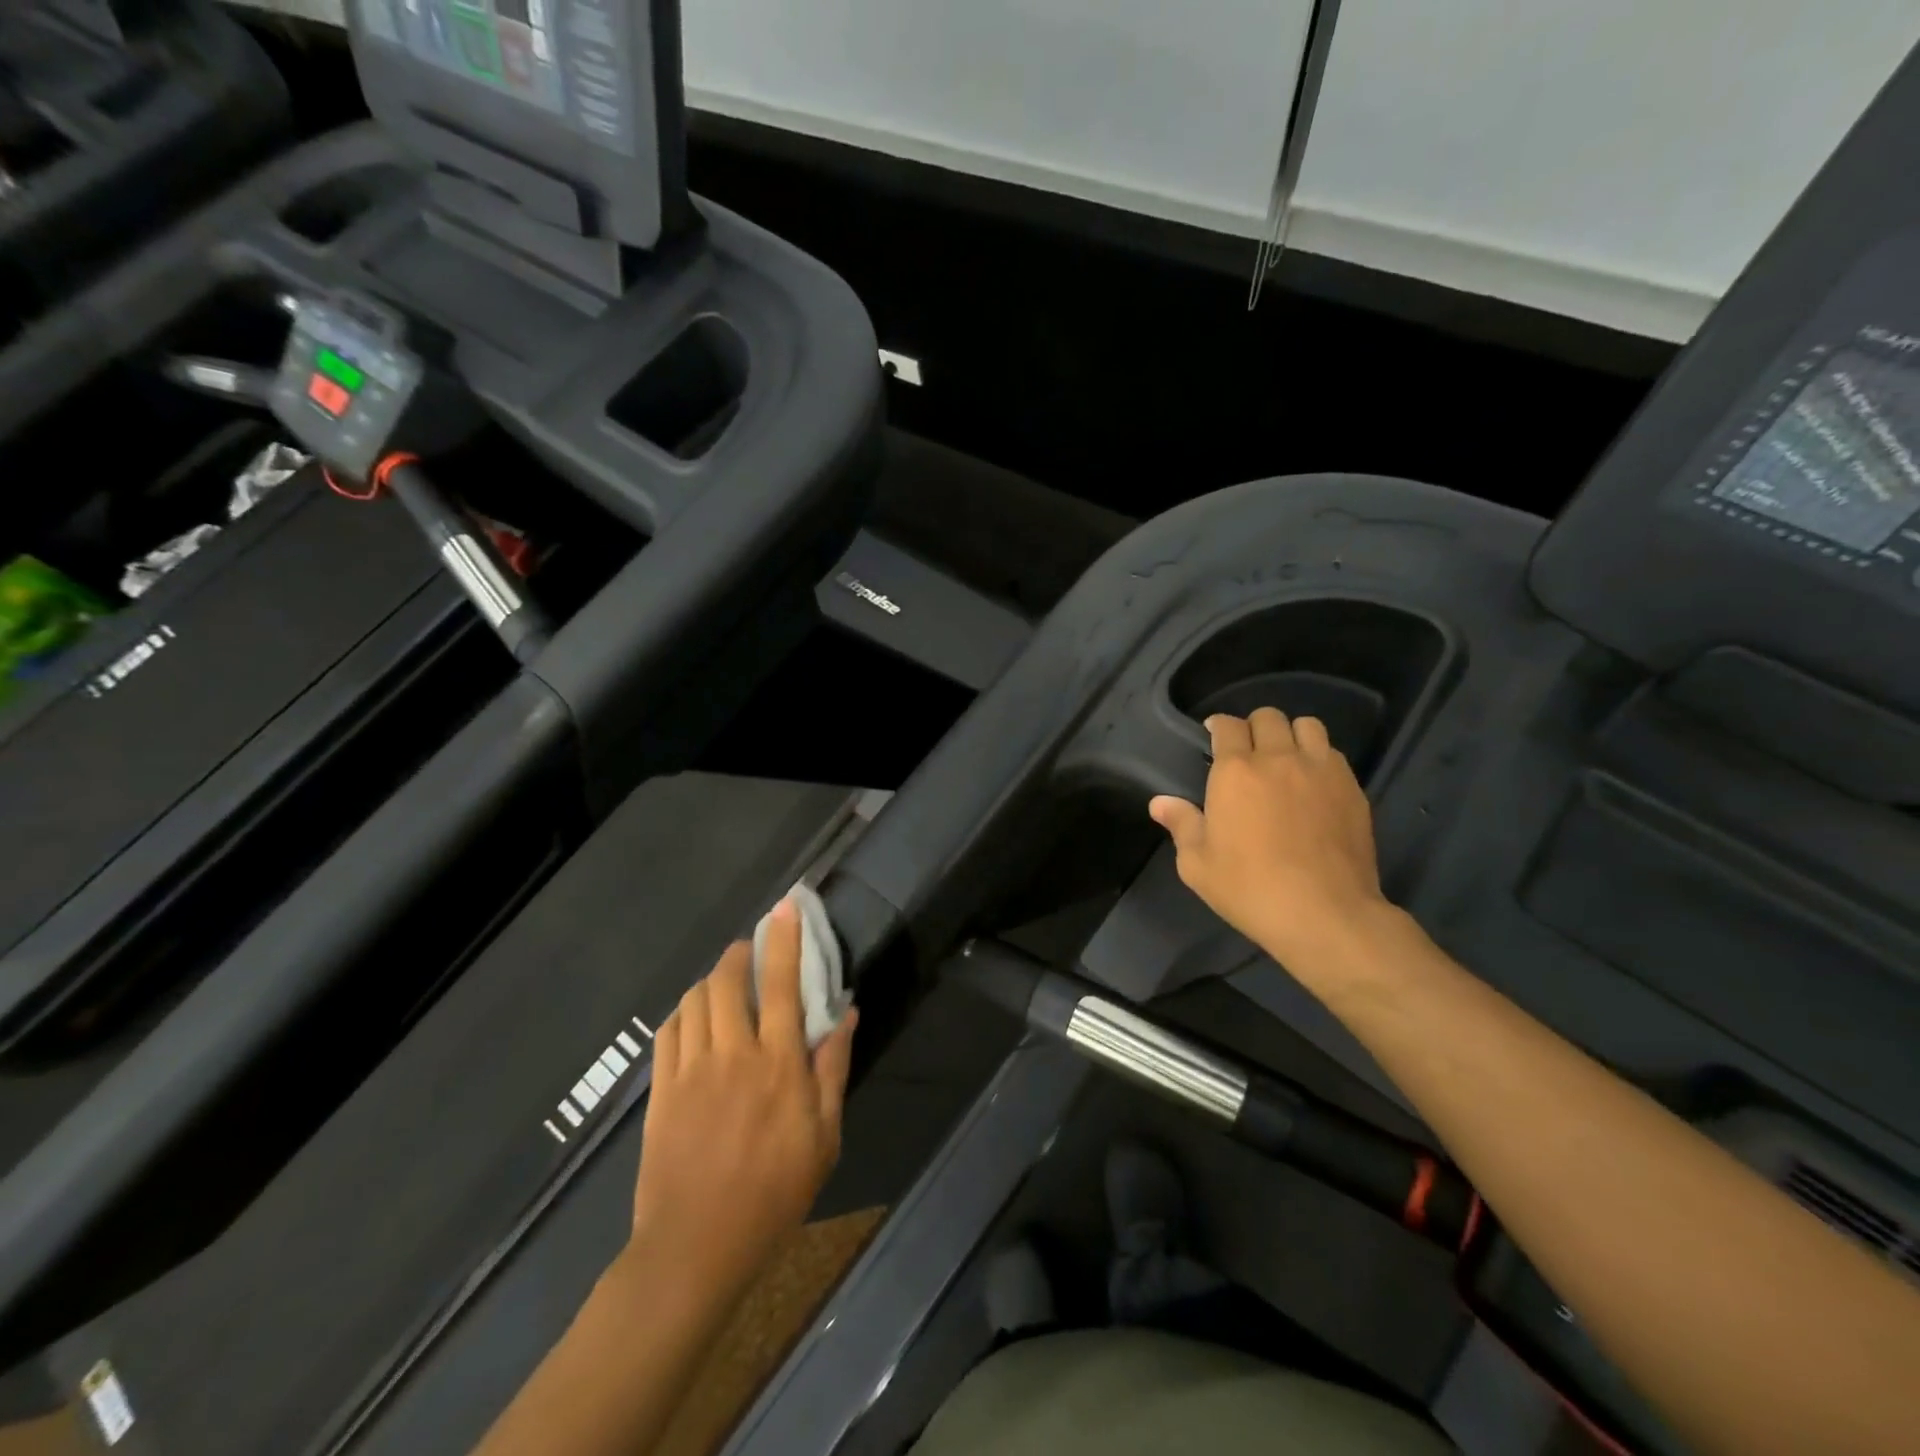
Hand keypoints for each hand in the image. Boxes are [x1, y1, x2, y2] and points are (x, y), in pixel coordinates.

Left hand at [629, 900, 857, 1297]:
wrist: (696, 1246)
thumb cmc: (774, 1193)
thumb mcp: (824, 1137)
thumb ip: (833, 1069)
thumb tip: (847, 1013)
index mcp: (777, 1064)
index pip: (780, 983)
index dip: (784, 940)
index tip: (786, 907)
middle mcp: (731, 1053)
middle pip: (727, 980)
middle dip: (739, 952)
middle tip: (750, 948)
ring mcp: (690, 1070)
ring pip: (695, 998)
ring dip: (711, 978)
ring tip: (725, 981)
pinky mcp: (660, 1089)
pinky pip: (668, 1030)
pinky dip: (684, 1010)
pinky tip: (695, 1015)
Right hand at [1148, 709, 1390, 971]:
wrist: (1325, 913)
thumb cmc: (1250, 888)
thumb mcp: (1197, 865)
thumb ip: (1181, 825)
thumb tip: (1160, 803)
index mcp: (1235, 771)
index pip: (1227, 725)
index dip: (1218, 726)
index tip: (1214, 737)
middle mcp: (1278, 758)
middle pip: (1268, 717)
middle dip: (1254, 727)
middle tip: (1248, 752)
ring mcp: (1320, 770)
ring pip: (1306, 726)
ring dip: (1291, 735)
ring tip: (1285, 759)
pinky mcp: (1352, 788)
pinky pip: (1332, 754)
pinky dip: (1319, 758)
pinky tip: (1313, 783)